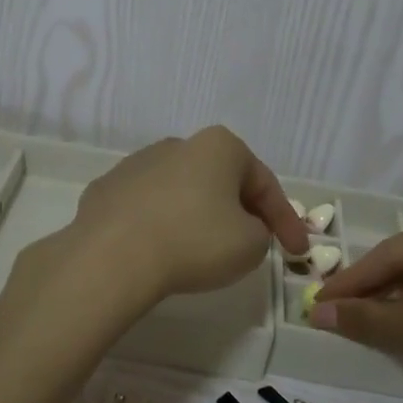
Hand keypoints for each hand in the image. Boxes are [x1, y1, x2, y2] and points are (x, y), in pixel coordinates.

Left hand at [61, 126, 309, 302]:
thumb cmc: (195, 242)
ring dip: (197, 216)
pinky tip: (160, 251)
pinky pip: (146, 208)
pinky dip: (160, 226)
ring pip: (181, 192)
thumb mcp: (251, 245)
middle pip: (221, 181)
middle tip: (252, 244)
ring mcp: (135, 164)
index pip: (264, 183)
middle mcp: (177, 145)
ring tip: (202, 251)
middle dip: (240, 210)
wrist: (112, 257)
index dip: (286, 220)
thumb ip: (261, 232)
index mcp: (219, 146)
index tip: (297, 251)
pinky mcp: (105, 190)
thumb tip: (242, 229)